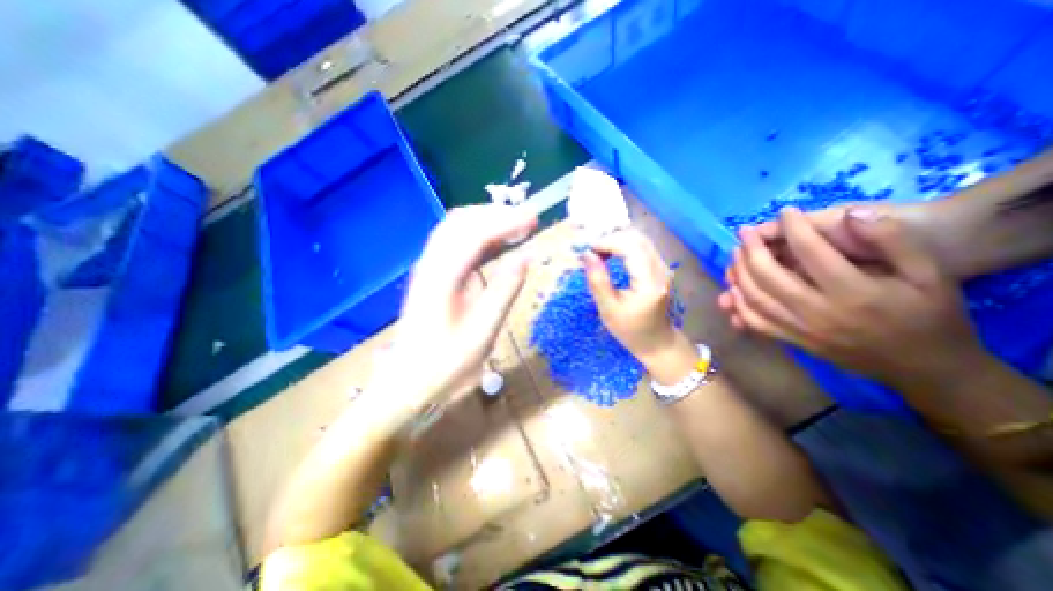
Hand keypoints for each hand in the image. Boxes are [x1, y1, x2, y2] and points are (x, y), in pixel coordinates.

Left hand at [369, 206, 535, 421]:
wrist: (408, 384)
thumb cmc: (446, 365)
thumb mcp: (482, 333)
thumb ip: (504, 291)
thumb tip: (526, 257)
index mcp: (442, 278)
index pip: (474, 233)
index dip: (506, 221)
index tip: (534, 220)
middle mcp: (431, 264)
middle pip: (461, 221)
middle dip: (497, 214)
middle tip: (528, 221)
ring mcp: (429, 268)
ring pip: (456, 228)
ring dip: (487, 221)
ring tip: (517, 227)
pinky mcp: (433, 276)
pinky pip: (455, 243)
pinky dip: (479, 235)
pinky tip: (496, 244)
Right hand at [580, 231, 679, 359]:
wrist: (656, 341)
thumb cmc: (630, 330)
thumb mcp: (608, 309)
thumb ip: (597, 280)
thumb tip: (587, 254)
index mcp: (649, 282)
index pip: (630, 247)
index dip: (607, 243)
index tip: (588, 251)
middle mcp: (661, 270)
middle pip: (637, 238)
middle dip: (611, 239)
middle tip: (592, 253)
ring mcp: (663, 267)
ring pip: (640, 240)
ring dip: (617, 241)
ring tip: (600, 254)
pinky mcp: (661, 268)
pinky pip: (642, 247)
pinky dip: (624, 246)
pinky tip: (612, 255)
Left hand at [720, 206, 983, 389]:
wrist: (924, 367)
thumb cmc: (930, 315)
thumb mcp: (929, 273)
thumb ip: (892, 241)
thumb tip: (850, 215)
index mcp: (855, 292)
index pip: (812, 252)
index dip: (794, 228)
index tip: (785, 212)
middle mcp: (819, 312)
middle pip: (769, 276)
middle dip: (752, 249)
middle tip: (744, 232)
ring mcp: (801, 329)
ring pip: (755, 298)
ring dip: (739, 273)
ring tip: (736, 254)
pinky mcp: (792, 341)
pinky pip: (755, 322)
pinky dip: (739, 304)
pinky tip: (733, 288)